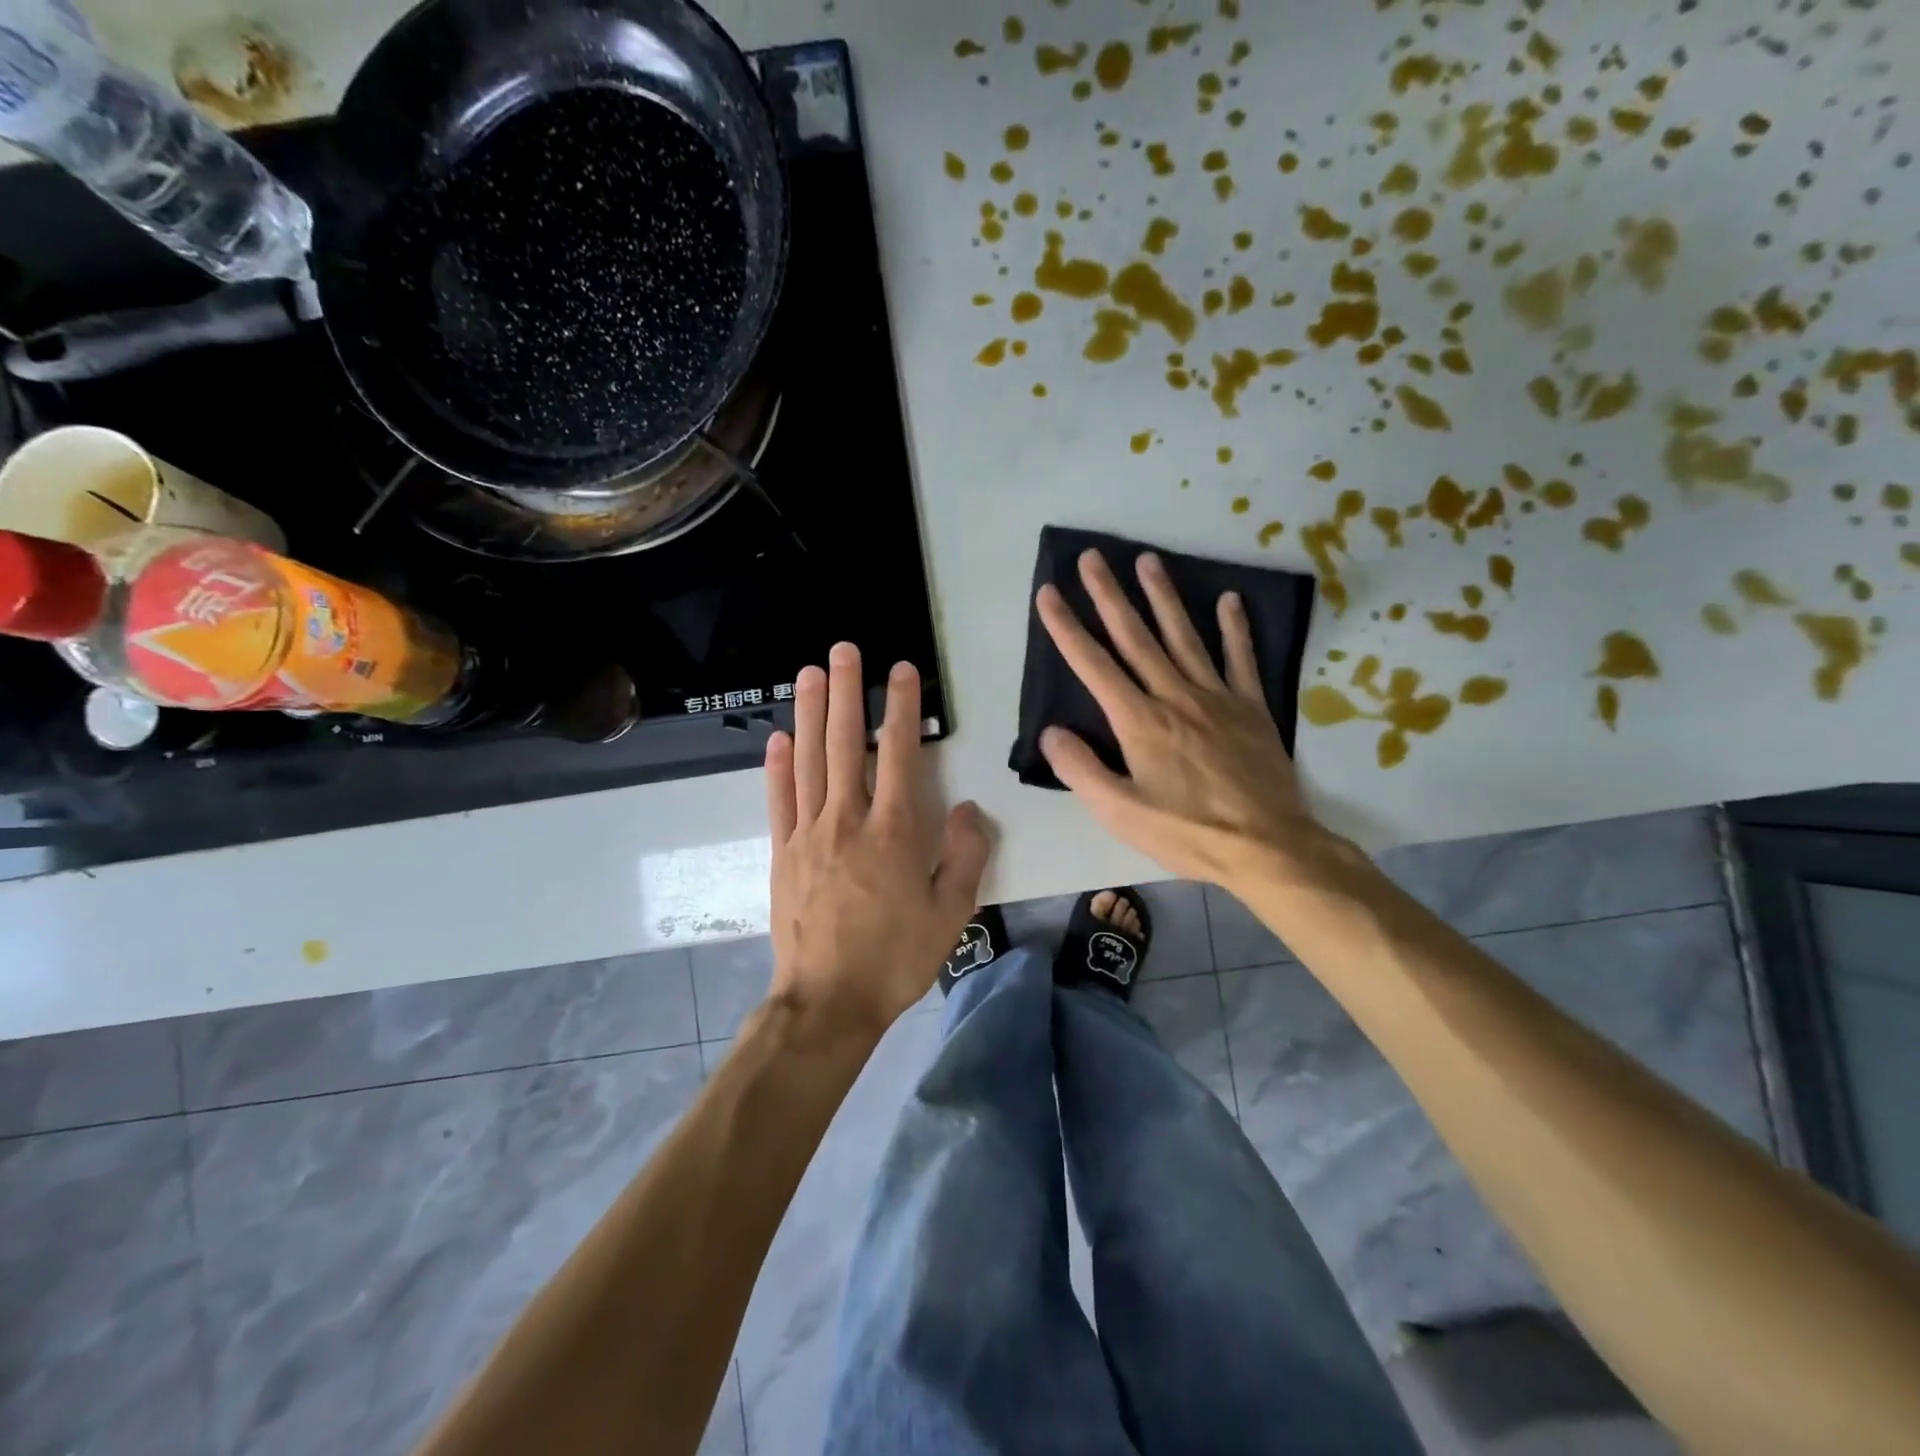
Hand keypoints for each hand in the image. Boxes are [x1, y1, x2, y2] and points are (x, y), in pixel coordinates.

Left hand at [764, 643, 991, 1037]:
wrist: (828, 1002)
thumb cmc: (896, 958)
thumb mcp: (951, 914)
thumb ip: (963, 855)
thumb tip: (965, 807)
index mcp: (893, 832)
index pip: (897, 753)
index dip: (900, 707)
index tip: (901, 670)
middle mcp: (847, 820)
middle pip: (844, 743)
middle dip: (846, 692)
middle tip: (843, 649)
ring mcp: (808, 834)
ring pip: (808, 761)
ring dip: (810, 713)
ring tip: (810, 673)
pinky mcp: (782, 853)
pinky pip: (779, 800)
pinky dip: (777, 766)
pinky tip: (778, 737)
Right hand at [1037, 549, 1330, 893]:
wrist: (1268, 847)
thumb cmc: (1188, 832)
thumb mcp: (1120, 813)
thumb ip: (1081, 770)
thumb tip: (1050, 733)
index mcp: (1139, 721)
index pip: (1093, 666)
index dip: (1067, 628)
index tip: (1048, 593)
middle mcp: (1175, 696)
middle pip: (1136, 637)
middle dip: (1109, 596)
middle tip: (1093, 556)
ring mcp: (1217, 697)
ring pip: (1184, 637)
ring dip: (1163, 597)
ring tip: (1148, 560)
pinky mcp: (1251, 708)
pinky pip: (1240, 659)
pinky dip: (1234, 628)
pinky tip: (1228, 600)